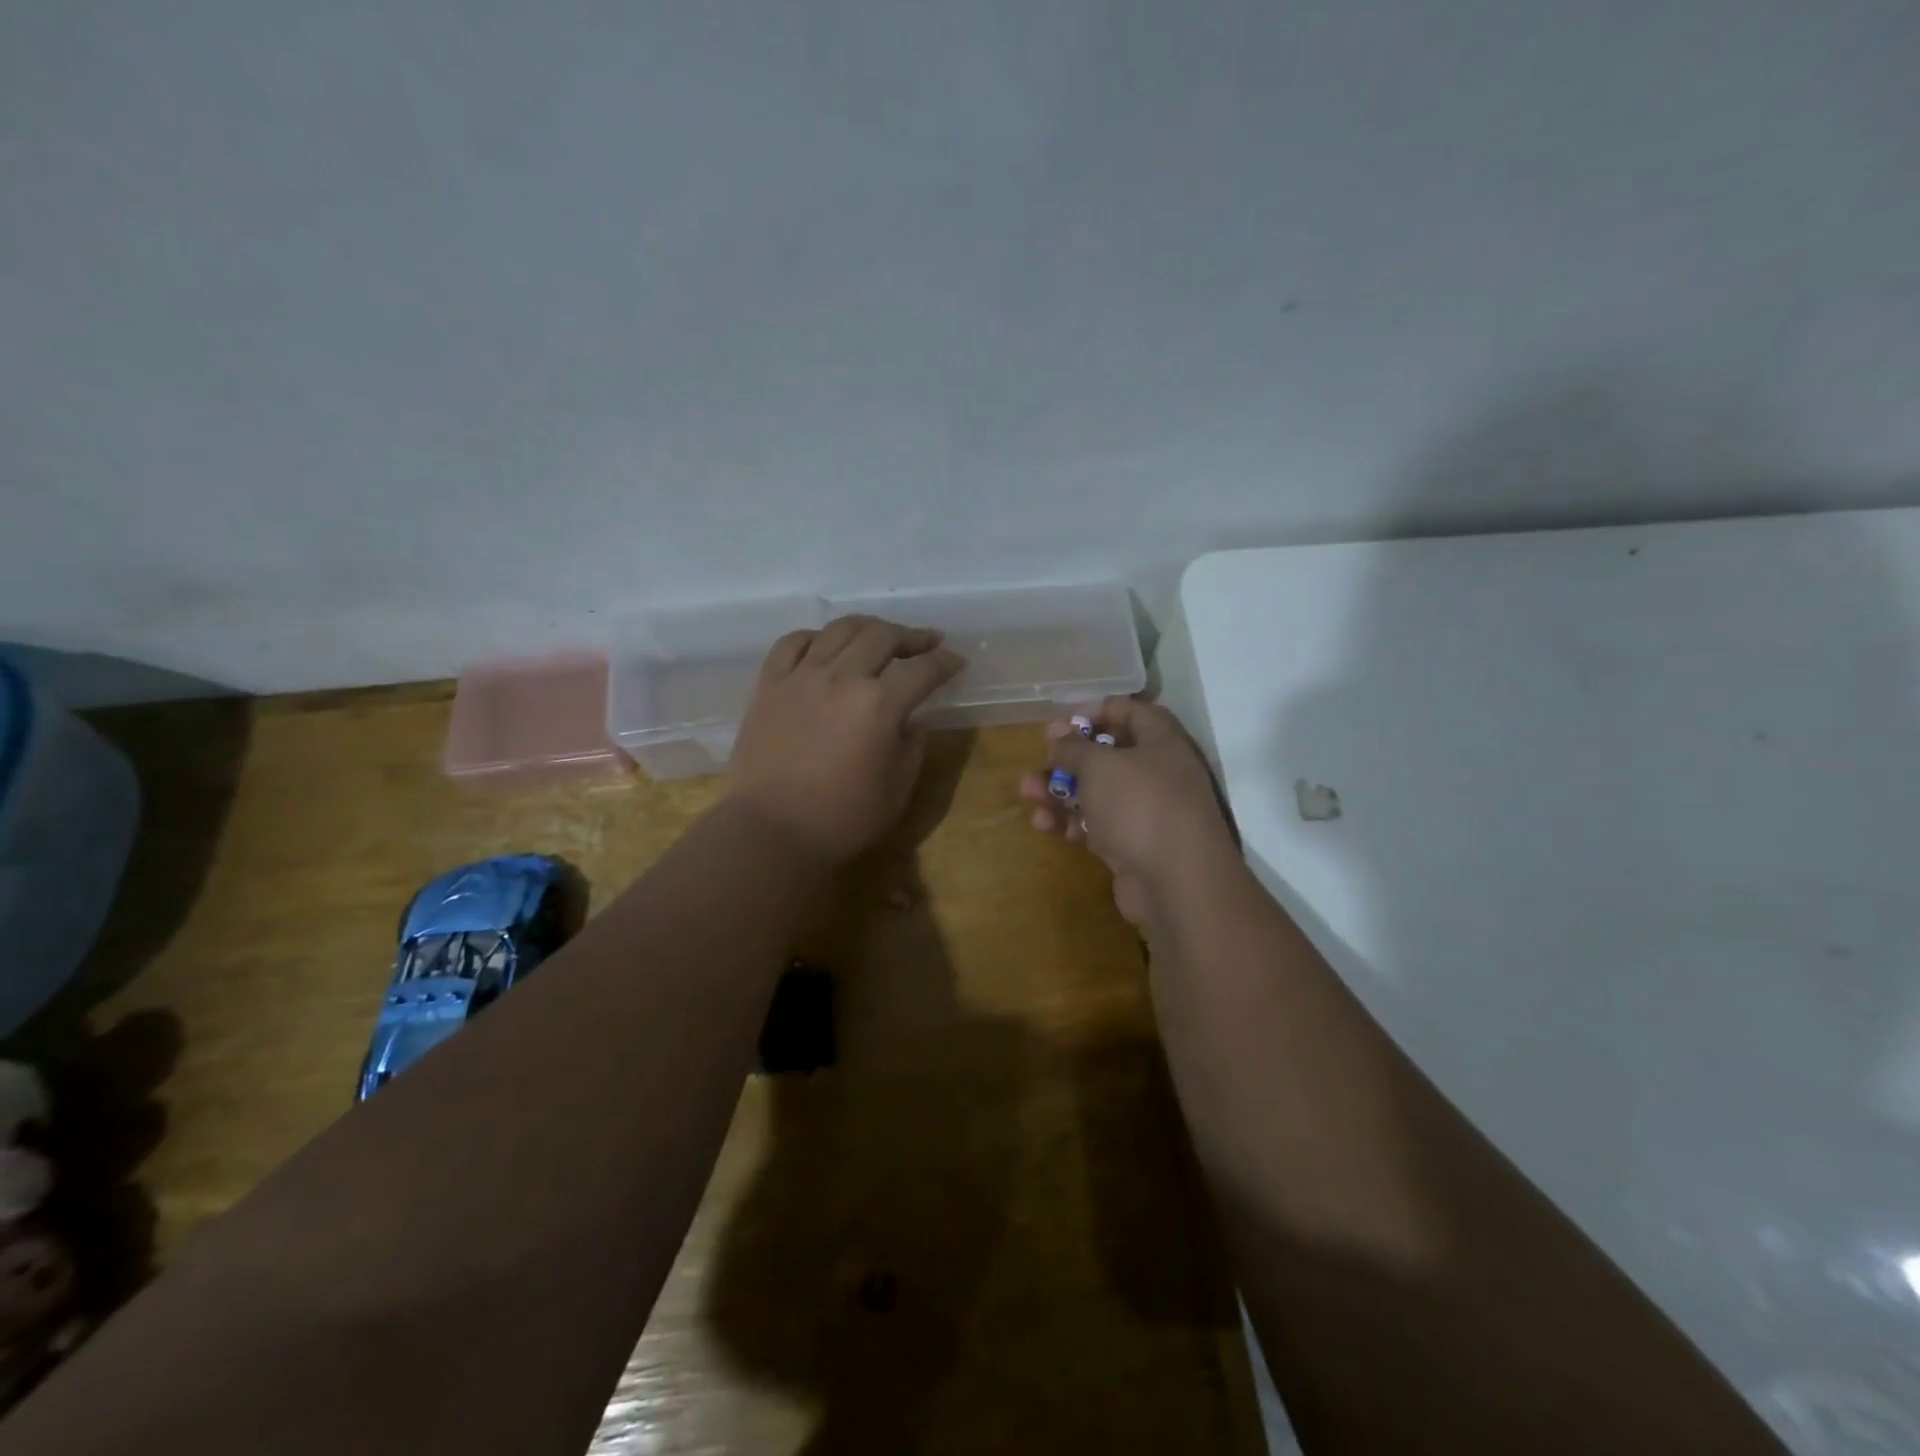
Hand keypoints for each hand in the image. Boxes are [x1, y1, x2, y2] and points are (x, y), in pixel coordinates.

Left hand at [729, 615, 964, 862]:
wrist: (772, 832)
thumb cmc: (843, 819)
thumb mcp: (898, 789)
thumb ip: (913, 746)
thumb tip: (914, 719)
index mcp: (880, 705)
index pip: (923, 670)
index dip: (945, 662)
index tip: (956, 662)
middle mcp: (842, 678)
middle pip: (883, 636)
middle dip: (912, 636)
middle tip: (927, 642)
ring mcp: (801, 677)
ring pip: (839, 630)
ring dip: (869, 627)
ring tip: (881, 635)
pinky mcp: (769, 685)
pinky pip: (792, 643)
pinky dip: (816, 636)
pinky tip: (826, 645)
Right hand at [1021, 698, 1237, 926]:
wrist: (1177, 884)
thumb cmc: (1140, 806)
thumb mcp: (1100, 766)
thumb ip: (1074, 747)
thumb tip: (1058, 736)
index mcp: (1162, 742)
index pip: (1131, 712)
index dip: (1097, 710)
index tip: (1063, 720)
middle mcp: (1159, 773)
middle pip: (1109, 755)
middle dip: (1069, 757)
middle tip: (1041, 760)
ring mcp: (1147, 812)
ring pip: (1098, 793)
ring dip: (1061, 791)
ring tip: (1028, 794)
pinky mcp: (1134, 846)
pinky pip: (1098, 825)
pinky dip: (1072, 823)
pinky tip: (1045, 826)